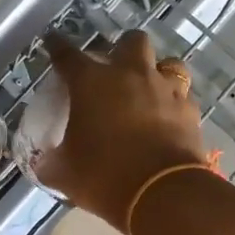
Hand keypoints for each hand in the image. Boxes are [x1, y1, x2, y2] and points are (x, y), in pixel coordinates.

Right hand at [38, 32, 208, 231]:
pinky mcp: (190, 109)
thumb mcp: (65, 173)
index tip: (53, 42)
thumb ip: (51, 162)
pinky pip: (183, 95)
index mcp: (92, 82)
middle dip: (123, 49)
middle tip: (115, 69)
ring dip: (157, 72)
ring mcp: (165, 89)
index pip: (68, 55)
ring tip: (149, 91)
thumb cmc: (104, 176)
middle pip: (131, 41)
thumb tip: (44, 162)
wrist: (163, 193)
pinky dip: (175, 103)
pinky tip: (169, 118)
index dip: (57, 46)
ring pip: (168, 63)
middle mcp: (131, 74)